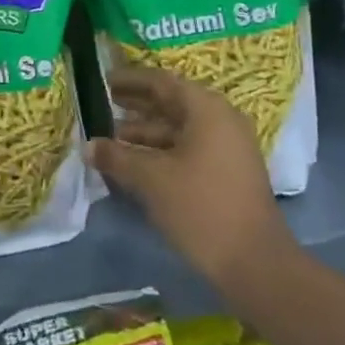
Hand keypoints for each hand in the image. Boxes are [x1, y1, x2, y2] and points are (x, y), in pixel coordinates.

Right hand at [86, 64, 296, 290]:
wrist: (255, 263)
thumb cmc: (201, 207)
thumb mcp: (152, 179)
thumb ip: (117, 157)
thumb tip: (88, 146)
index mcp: (206, 108)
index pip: (162, 82)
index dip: (130, 80)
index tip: (103, 80)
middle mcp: (220, 120)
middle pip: (171, 104)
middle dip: (135, 106)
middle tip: (102, 104)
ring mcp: (227, 148)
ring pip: (178, 129)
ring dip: (145, 132)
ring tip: (110, 138)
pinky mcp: (227, 173)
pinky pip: (188, 149)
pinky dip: (161, 151)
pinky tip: (135, 163)